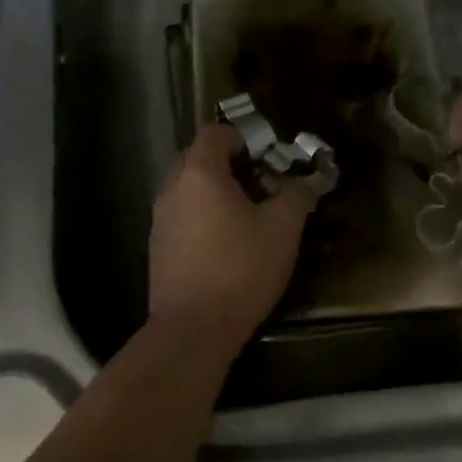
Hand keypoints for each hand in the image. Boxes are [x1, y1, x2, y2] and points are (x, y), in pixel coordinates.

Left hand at [148, 124, 316, 357]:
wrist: (193, 329)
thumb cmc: (240, 269)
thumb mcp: (282, 229)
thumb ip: (295, 195)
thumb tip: (304, 182)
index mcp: (199, 172)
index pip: (214, 132)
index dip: (241, 138)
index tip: (264, 160)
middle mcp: (172, 187)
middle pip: (198, 158)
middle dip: (228, 165)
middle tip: (259, 187)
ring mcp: (159, 218)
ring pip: (188, 189)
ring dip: (214, 193)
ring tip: (245, 218)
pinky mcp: (157, 246)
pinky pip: (181, 215)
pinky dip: (200, 217)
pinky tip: (223, 246)